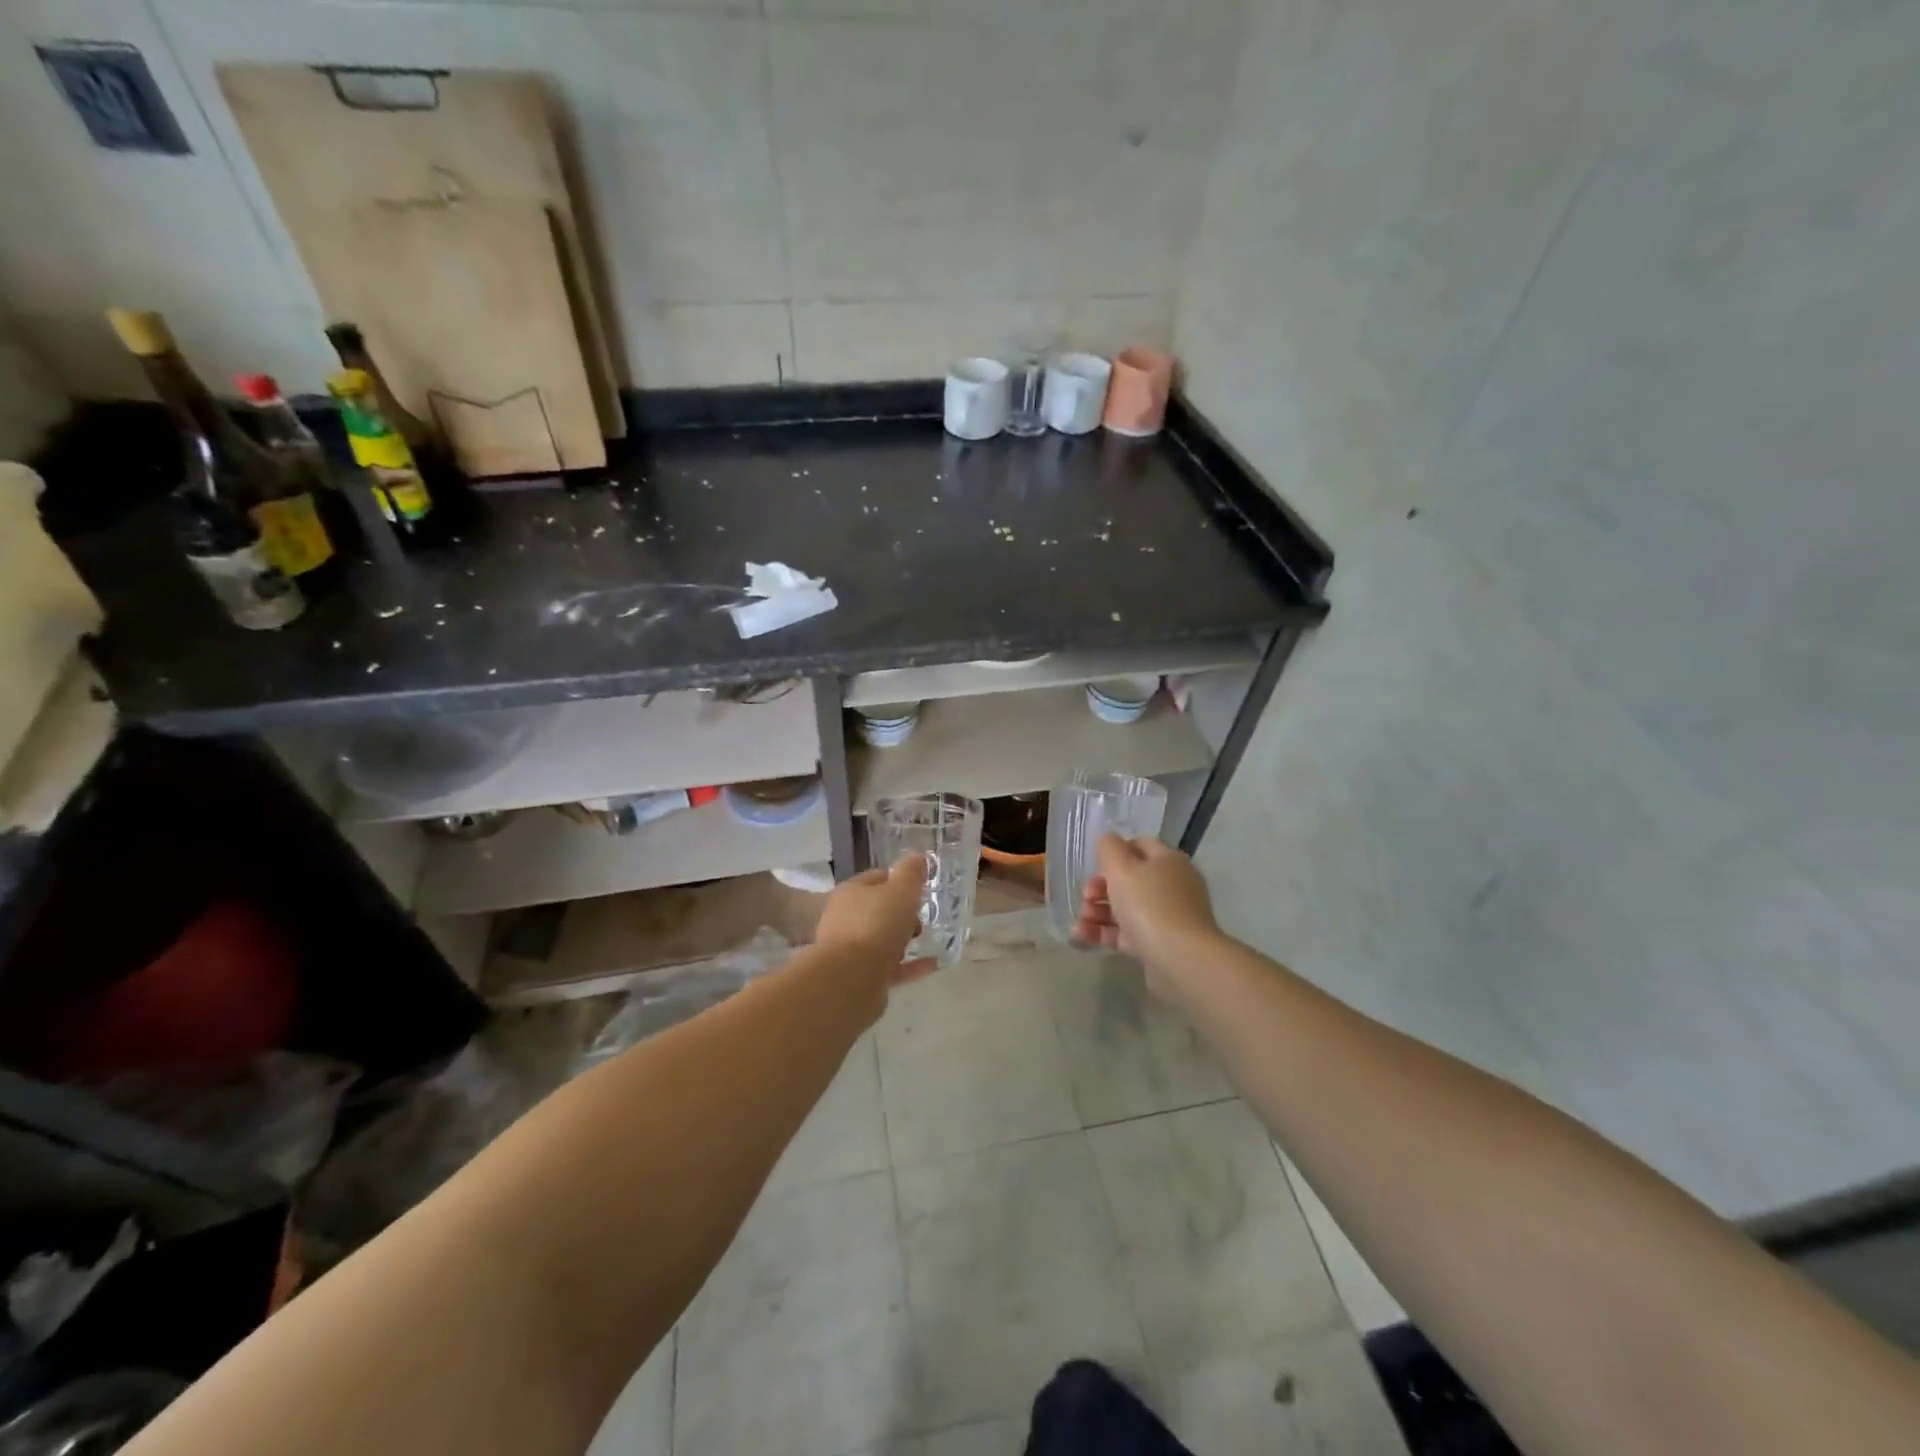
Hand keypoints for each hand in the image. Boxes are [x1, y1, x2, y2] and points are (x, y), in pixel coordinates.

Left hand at [815, 853, 937, 993]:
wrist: (851, 979)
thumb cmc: (876, 925)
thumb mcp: (901, 891)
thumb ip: (911, 873)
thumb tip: (917, 857)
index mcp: (851, 892)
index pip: (877, 878)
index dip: (900, 880)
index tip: (921, 888)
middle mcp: (845, 918)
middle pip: (878, 910)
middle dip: (901, 912)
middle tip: (923, 917)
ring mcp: (850, 950)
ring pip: (881, 939)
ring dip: (903, 940)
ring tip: (926, 940)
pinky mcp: (860, 977)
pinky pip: (889, 967)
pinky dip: (909, 966)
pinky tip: (932, 965)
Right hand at [1072, 835, 1222, 992]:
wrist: (1181, 959)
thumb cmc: (1149, 905)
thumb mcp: (1121, 868)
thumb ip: (1109, 848)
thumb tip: (1108, 841)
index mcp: (1168, 861)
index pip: (1139, 845)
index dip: (1114, 853)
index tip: (1094, 867)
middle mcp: (1172, 885)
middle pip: (1130, 879)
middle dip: (1100, 888)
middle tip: (1085, 897)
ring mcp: (1168, 916)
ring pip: (1127, 908)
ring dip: (1098, 912)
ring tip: (1080, 922)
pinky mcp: (1160, 944)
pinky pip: (1128, 933)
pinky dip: (1105, 933)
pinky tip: (1082, 937)